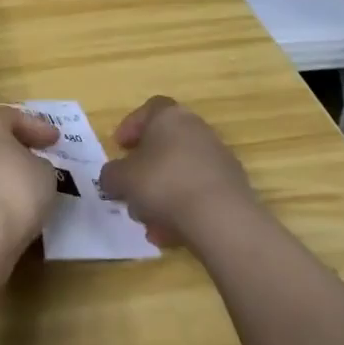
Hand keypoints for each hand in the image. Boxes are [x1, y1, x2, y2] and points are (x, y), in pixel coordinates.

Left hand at [0, 105, 61, 253]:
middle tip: (43, 155)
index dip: (37, 126)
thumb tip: (33, 167)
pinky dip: (5, 194)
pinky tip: (22, 205)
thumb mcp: (45, 171)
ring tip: (36, 183)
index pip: (13, 116)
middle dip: (21, 148)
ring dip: (12, 173)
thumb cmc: (16, 188)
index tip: (56, 140)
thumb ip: (41, 163)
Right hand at [97, 96, 254, 246]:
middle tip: (131, 189)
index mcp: (169, 116)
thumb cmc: (164, 184)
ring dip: (162, 195)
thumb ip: (111, 175)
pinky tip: (169, 234)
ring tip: (148, 222)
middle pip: (165, 144)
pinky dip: (183, 209)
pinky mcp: (232, 186)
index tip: (119, 148)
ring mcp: (218, 157)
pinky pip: (198, 192)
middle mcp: (197, 129)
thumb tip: (112, 178)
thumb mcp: (122, 179)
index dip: (131, 127)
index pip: (148, 110)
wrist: (221, 217)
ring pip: (181, 172)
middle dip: (145, 169)